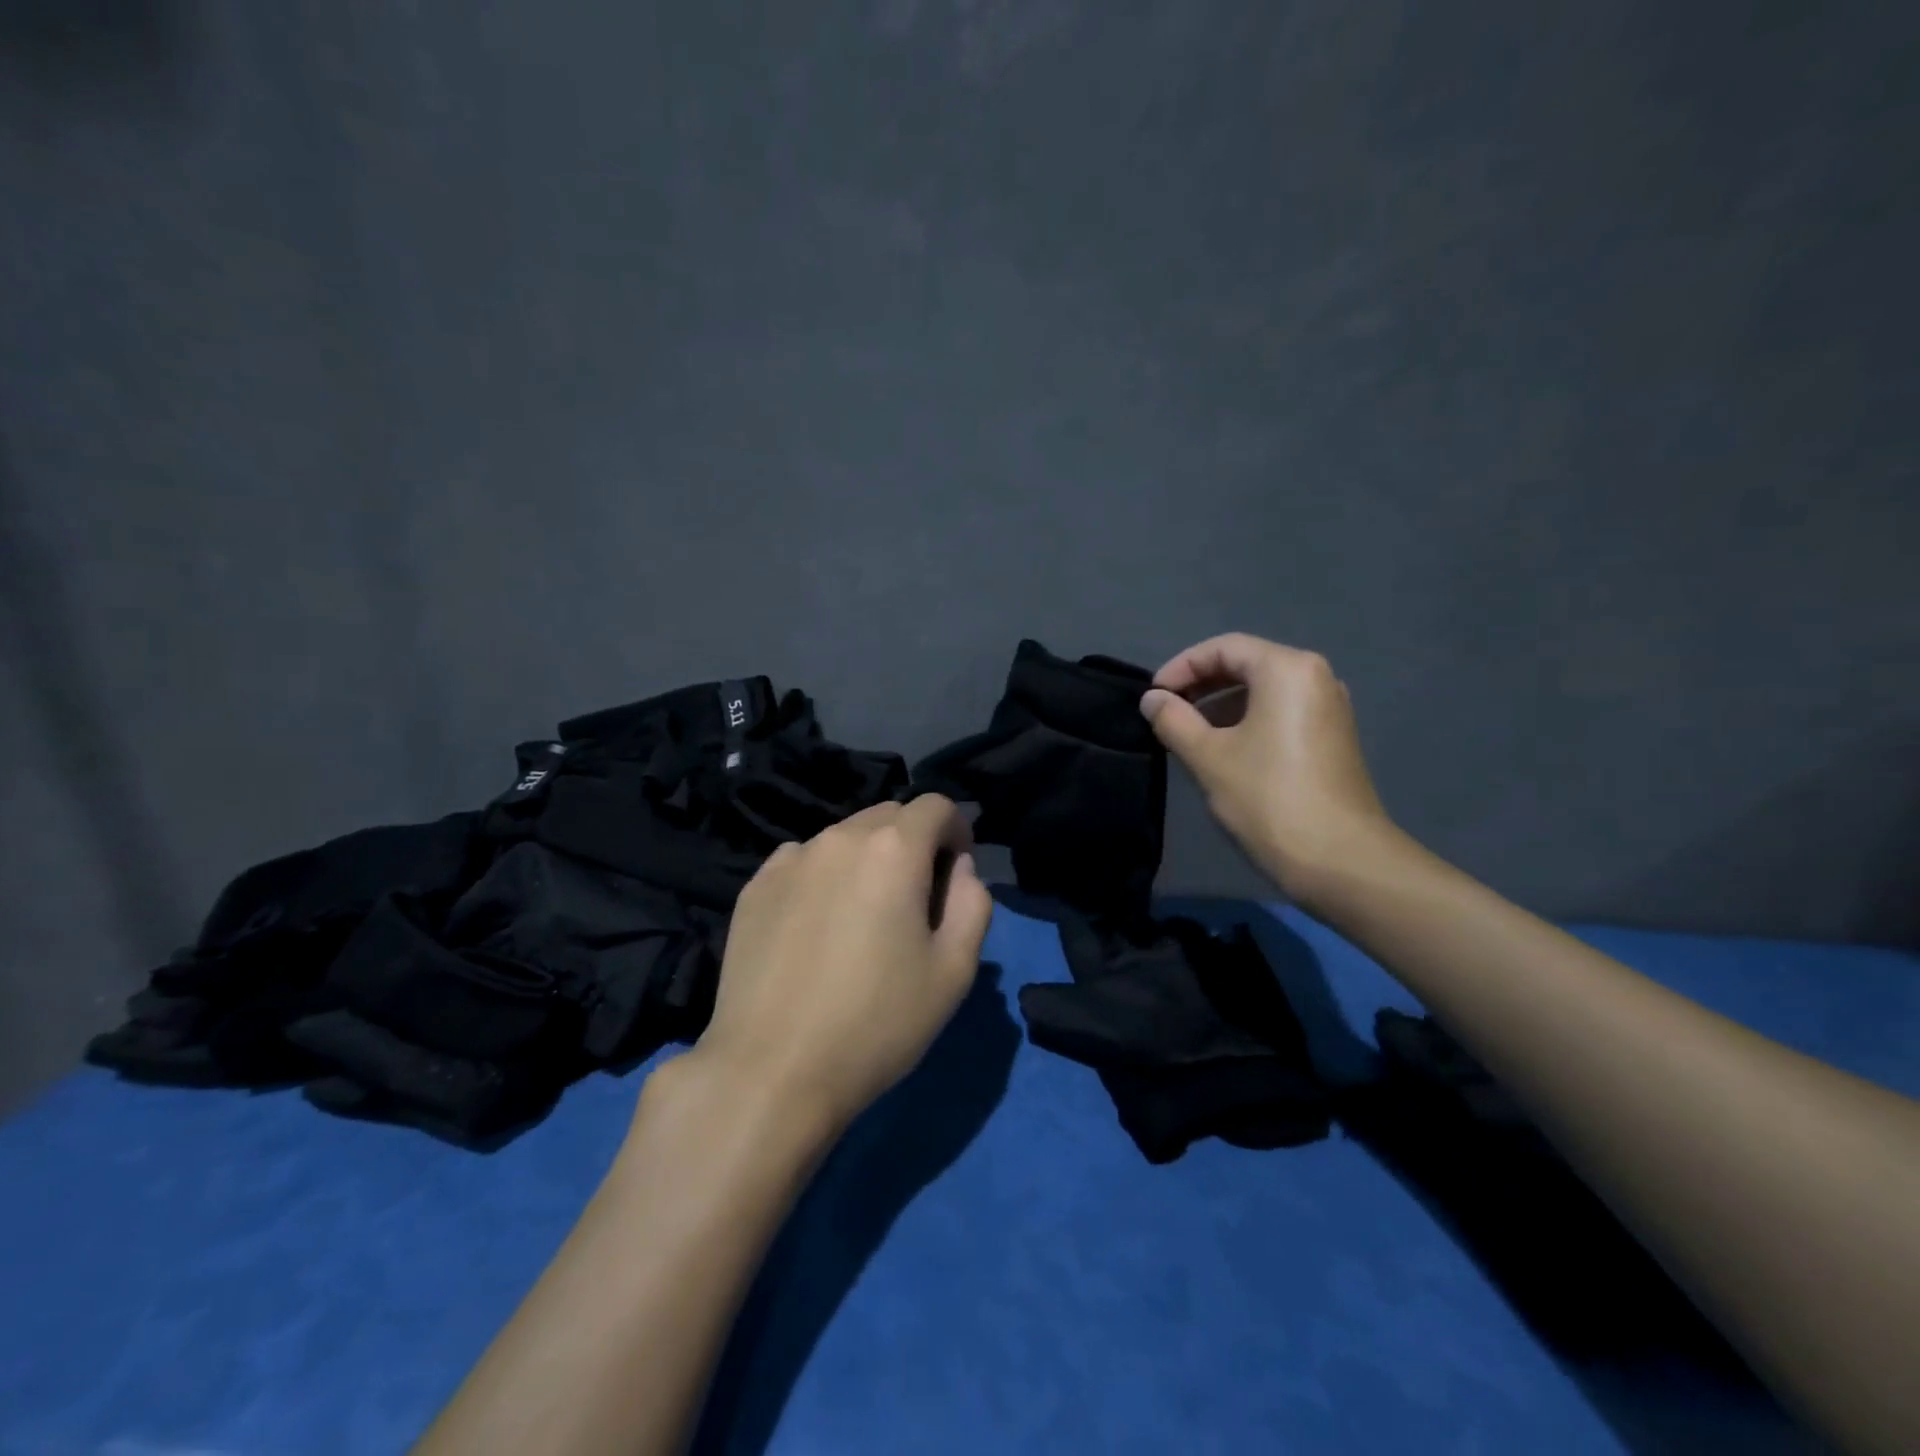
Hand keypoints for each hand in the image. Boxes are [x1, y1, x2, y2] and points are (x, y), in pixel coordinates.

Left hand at [686, 796, 992, 1134]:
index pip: (936, 806)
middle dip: (913, 842)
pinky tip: (816, 926)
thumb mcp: (953, 971)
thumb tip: (959, 869)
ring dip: (866, 859)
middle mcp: (839, 838)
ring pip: (844, 837)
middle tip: (914, 898)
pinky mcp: (755, 886)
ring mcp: (790, 859)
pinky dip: (822, 875)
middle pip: (889, 815)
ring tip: (861, 916)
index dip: (956, 831)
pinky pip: (803, 861)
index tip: (956, 871)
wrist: (771, 1072)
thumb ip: (972, 904)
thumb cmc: (877, 1023)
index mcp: (893, 849)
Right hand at [1140, 633, 1396, 906]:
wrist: (1340, 860)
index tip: (1153, 697)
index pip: (1223, 648)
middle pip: (1247, 663)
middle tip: (1167, 712)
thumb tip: (1153, 699)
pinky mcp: (1333, 737)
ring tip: (1189, 733)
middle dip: (1201, 684)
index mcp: (1288, 670)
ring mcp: (1330, 708)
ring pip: (1264, 690)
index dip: (1181, 667)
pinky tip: (1224, 750)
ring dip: (1222, 704)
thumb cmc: (1268, 799)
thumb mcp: (1208, 757)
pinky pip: (1282, 712)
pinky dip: (1247, 720)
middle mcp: (1316, 677)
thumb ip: (1174, 720)